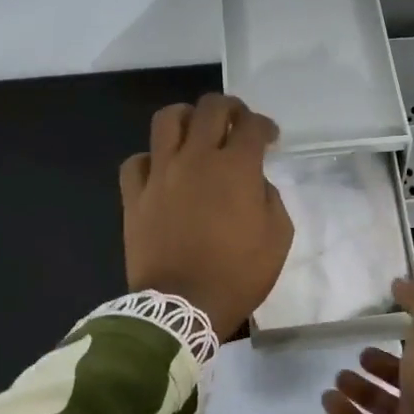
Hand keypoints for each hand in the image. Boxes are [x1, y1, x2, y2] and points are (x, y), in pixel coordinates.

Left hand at [120, 95, 293, 339]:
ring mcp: (160, 174)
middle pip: (210, 108)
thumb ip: (271, 199)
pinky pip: (136, 161)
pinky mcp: (134, 196)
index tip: (269, 139)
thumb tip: (256, 183)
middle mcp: (196, 158)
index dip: (264, 125)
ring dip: (186, 117)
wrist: (183, 306)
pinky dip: (151, 159)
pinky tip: (161, 169)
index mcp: (236, 168)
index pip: (251, 125)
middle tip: (236, 122)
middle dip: (229, 108)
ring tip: (194, 131)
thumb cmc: (238, 274)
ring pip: (167, 120)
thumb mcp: (278, 238)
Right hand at [321, 279, 413, 413]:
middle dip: (383, 361)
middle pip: (405, 373)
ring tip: (339, 373)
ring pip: (381, 402)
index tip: (384, 311)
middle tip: (360, 348)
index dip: (412, 326)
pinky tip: (327, 398)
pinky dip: (343, 413)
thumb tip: (400, 283)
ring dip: (360, 386)